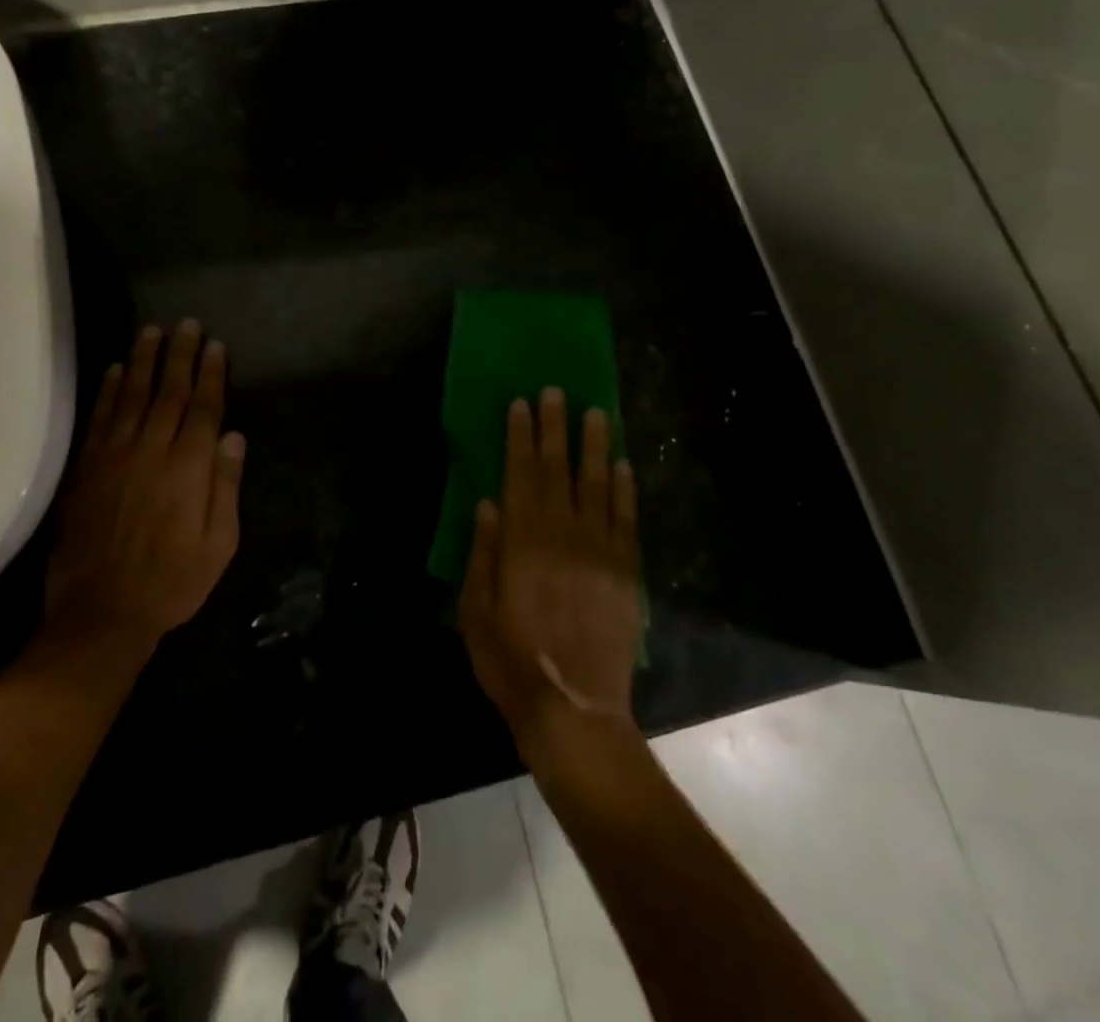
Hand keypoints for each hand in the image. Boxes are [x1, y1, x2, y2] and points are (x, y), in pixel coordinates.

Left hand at [42, 321, 244, 662]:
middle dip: (181, 355)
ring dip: (145, 361)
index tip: (216, 345)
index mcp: (189, 469)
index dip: (211, 374)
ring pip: (133, 396)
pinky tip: (116, 370)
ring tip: (153, 331)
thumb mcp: (219, 544)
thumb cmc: (172, 582)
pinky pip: (99, 419)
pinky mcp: (86, 470)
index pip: (204, 408)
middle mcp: (152, 452)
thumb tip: (234, 437)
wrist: (100, 614)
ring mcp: (114, 457)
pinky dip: (109, 391)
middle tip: (187, 324)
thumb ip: (226, 486)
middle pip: (169, 393)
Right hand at [459, 389, 640, 755]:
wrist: (574, 709)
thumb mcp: (474, 610)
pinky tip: (622, 465)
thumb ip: (482, 553)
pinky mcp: (625, 572)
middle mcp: (562, 534)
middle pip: (557, 469)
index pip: (520, 474)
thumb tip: (488, 502)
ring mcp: (599, 551)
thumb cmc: (511, 661)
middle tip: (556, 391)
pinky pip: (625, 520)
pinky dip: (624, 489)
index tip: (521, 404)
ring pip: (597, 484)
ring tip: (594, 413)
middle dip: (554, 427)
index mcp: (522, 542)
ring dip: (594, 446)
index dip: (520, 436)